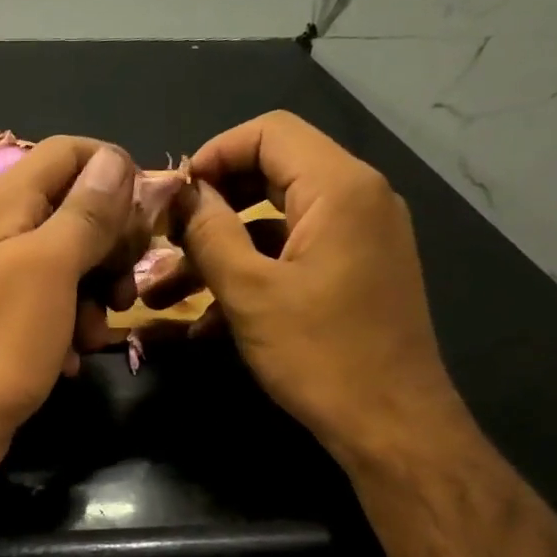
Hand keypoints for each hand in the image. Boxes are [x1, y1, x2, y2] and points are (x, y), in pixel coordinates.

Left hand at [0, 138, 137, 484]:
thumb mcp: (50, 267)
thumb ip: (85, 212)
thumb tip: (115, 158)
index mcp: (8, 202)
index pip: (70, 152)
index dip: (112, 172)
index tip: (143, 216)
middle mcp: (6, 232)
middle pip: (79, 209)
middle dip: (112, 246)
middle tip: (123, 285)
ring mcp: (7, 279)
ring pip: (75, 264)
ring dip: (98, 296)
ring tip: (94, 333)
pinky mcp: (13, 322)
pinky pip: (59, 307)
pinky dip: (73, 328)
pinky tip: (72, 357)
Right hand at [139, 111, 464, 456]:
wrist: (391, 424)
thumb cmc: (319, 354)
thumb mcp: (250, 293)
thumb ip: (210, 233)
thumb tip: (183, 194)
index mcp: (339, 188)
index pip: (269, 132)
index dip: (212, 154)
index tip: (171, 197)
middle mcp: (357, 199)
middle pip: (272, 173)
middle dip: (212, 206)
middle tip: (166, 238)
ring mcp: (360, 238)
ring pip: (276, 223)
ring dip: (221, 251)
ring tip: (165, 293)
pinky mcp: (354, 273)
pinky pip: (294, 256)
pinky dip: (251, 276)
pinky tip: (205, 322)